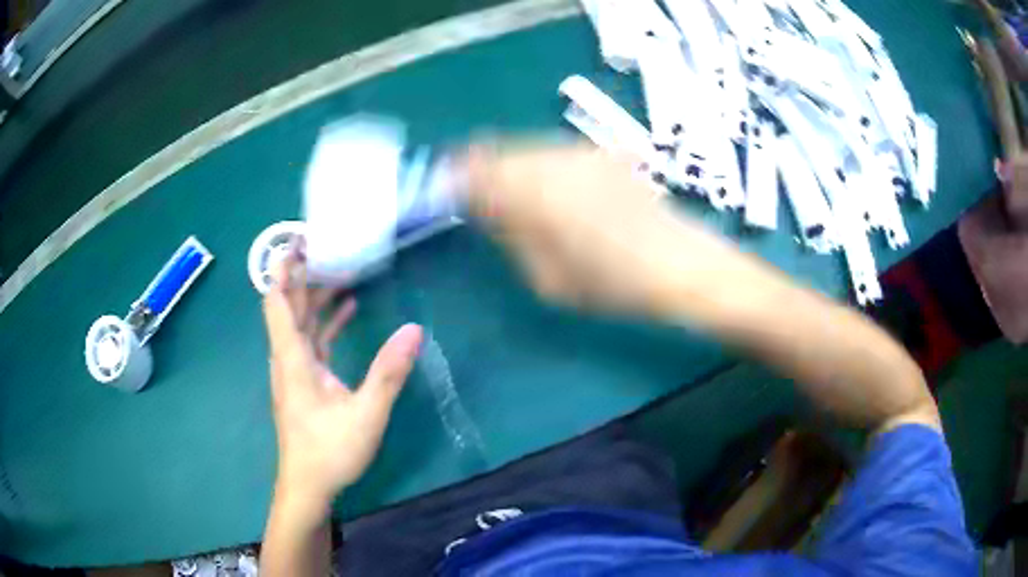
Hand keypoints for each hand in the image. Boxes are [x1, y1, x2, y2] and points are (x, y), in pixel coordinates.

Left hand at [263, 246, 422, 507]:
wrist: (308, 485)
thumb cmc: (330, 451)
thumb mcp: (366, 414)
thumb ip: (388, 372)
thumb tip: (415, 330)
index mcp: (294, 358)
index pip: (278, 302)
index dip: (284, 269)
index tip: (299, 241)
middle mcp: (288, 357)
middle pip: (289, 305)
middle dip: (303, 273)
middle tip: (327, 243)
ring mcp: (294, 370)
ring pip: (300, 322)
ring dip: (316, 295)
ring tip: (342, 268)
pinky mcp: (304, 381)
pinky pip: (311, 340)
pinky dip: (326, 321)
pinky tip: (348, 310)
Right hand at [461, 141, 736, 315]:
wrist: (679, 265)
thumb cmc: (612, 284)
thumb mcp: (547, 278)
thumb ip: (511, 236)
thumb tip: (487, 211)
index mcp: (532, 192)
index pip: (475, 172)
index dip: (454, 178)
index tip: (445, 192)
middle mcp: (551, 160)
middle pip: (497, 152)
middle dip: (480, 170)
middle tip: (475, 195)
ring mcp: (580, 152)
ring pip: (526, 148)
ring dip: (509, 166)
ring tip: (511, 193)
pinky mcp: (602, 154)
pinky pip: (554, 152)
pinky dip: (539, 165)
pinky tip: (549, 188)